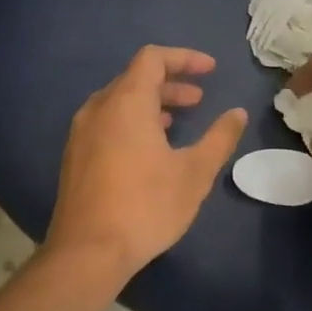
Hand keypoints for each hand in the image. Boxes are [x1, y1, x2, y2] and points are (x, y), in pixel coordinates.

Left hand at [44, 46, 246, 282]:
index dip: (184, 58)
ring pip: (119, 102)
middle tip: (199, 99)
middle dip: (170, 83)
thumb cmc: (146, 206)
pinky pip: (107, 122)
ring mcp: (81, 133)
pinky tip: (149, 149)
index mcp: (126, 102)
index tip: (211, 70)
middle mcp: (98, 108)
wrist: (87, 252)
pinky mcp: (74, 156)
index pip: (153, 58)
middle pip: (135, 78)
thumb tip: (237, 113)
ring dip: (151, 104)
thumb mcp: (194, 172)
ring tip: (177, 122)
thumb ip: (219, 138)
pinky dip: (132, 121)